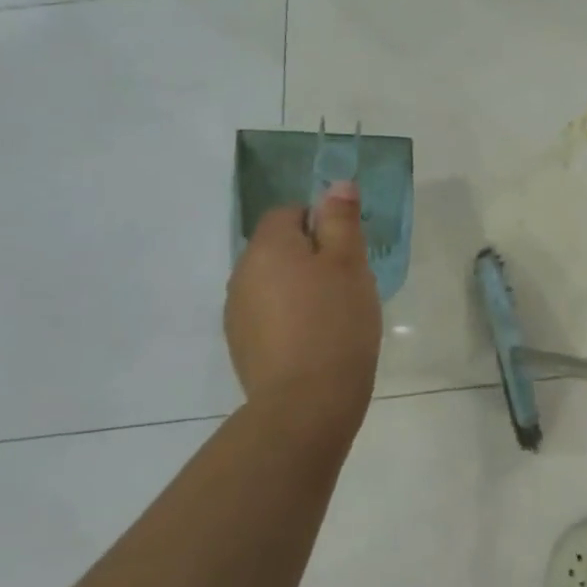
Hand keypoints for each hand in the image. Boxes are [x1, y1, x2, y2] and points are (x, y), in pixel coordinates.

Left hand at [225, 182, 380, 426]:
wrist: (306, 401)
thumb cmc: (335, 322)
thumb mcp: (349, 263)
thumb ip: (341, 220)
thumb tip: (336, 184)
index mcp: (268, 247)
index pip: (288, 212)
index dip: (321, 223)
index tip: (347, 251)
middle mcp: (242, 273)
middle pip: (279, 248)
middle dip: (311, 257)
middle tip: (348, 282)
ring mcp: (236, 312)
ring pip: (273, 282)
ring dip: (299, 288)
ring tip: (334, 314)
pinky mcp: (241, 344)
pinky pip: (268, 314)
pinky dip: (289, 317)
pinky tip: (315, 340)